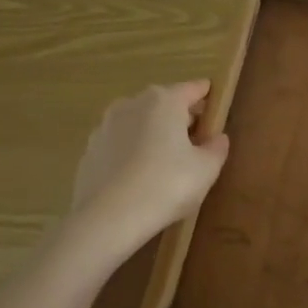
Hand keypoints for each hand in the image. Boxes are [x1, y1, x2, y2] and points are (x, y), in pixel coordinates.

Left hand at [72, 81, 229, 238]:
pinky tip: (139, 177)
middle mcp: (132, 104)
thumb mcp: (205, 170)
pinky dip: (132, 152)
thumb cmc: (166, 185)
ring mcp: (106, 126)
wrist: (106, 218)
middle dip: (181, 117)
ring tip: (166, 162)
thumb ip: (216, 149)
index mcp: (164, 101)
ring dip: (153, 134)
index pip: (194, 88)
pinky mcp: (89, 150)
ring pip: (139, 123)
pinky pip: (120, 144)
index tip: (216, 106)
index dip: (208, 96)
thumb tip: (217, 138)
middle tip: (196, 141)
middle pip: (164, 103)